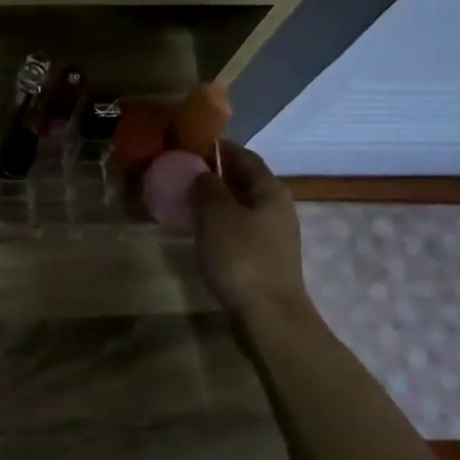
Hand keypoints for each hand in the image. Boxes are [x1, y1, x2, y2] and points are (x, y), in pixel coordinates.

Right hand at [189, 142, 311, 316]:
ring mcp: (273, 235)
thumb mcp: (217, 215)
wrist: (268, 316)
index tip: (190, 144)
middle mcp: (277, 208)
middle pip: (245, 181)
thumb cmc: (242, 257)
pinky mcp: (264, 258)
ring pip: (241, 206)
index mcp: (270, 190)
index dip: (219, 148)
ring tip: (185, 201)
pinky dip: (220, 223)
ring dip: (216, 201)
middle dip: (216, 174)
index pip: (244, 156)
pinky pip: (239, 229)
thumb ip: (207, 188)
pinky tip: (200, 231)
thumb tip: (202, 174)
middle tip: (182, 172)